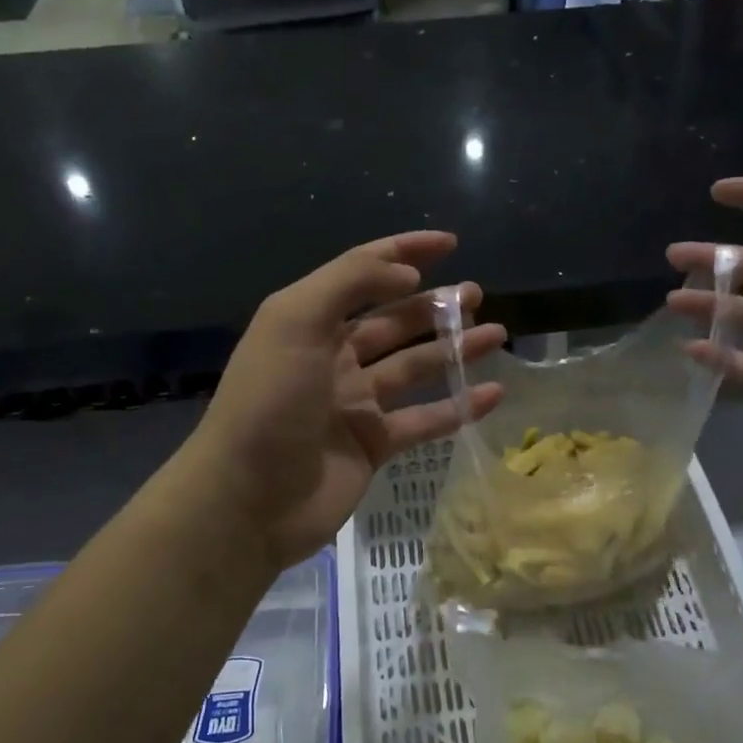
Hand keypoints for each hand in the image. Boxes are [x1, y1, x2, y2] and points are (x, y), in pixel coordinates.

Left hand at [183, 232, 504, 567]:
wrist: (248, 498)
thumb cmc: (270, 401)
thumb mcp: (295, 321)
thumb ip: (350, 283)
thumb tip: (407, 274)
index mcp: (310, 323)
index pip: (363, 274)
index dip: (403, 251)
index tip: (449, 243)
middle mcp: (334, 357)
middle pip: (394, 321)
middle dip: (434, 304)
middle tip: (476, 295)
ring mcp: (355, 404)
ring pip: (415, 368)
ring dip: (454, 350)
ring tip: (495, 334)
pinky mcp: (373, 445)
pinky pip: (424, 419)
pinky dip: (458, 407)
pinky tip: (492, 394)